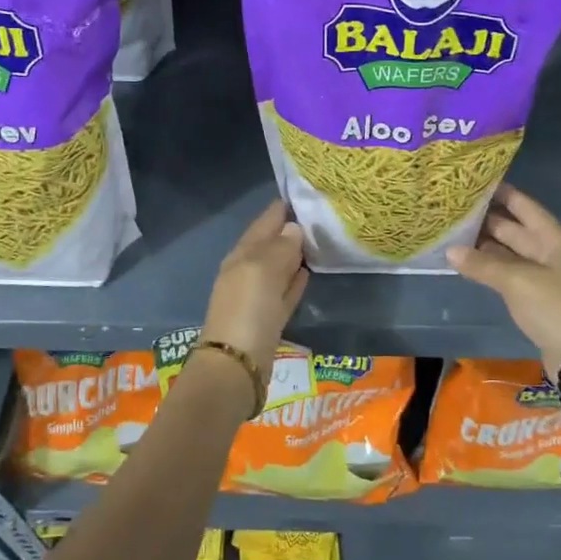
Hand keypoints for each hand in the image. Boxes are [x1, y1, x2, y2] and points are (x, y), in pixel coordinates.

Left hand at [200, 200, 308, 373]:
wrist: (236, 366)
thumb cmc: (248, 310)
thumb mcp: (263, 269)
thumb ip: (281, 246)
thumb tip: (294, 228)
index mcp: (242, 253)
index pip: (266, 220)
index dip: (286, 206)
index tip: (311, 193)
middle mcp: (247, 270)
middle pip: (272, 242)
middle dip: (293, 228)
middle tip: (324, 215)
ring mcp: (257, 295)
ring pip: (279, 266)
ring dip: (296, 254)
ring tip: (323, 240)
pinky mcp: (268, 318)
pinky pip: (284, 291)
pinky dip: (295, 280)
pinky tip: (310, 272)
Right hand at [448, 185, 560, 371]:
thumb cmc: (555, 307)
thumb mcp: (517, 281)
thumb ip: (483, 264)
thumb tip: (450, 251)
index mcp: (555, 240)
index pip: (526, 207)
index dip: (504, 194)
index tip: (478, 181)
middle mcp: (552, 253)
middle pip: (517, 230)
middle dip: (489, 220)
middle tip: (456, 209)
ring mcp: (546, 277)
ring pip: (511, 254)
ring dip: (487, 246)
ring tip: (454, 234)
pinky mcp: (539, 300)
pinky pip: (511, 275)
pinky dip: (492, 269)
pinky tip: (470, 265)